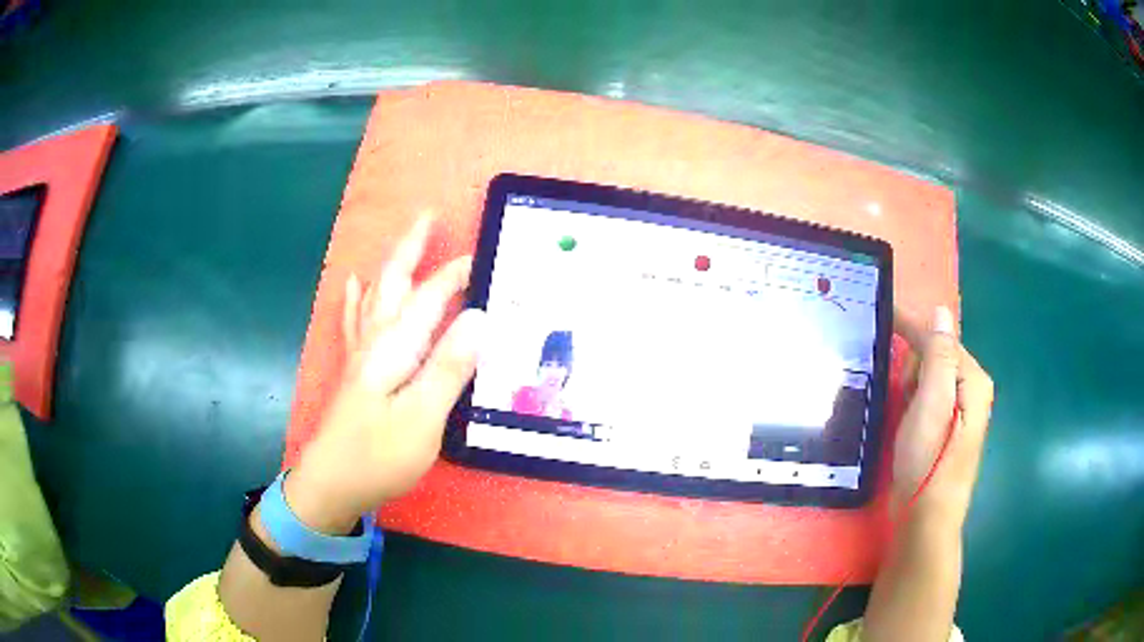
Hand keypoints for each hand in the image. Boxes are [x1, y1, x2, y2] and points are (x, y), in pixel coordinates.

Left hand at [285, 217, 484, 532]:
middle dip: (412, 248)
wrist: (332, 484)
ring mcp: (362, 356)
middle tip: (430, 217)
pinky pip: (355, 323)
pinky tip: (354, 284)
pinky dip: (356, 299)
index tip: (486, 256)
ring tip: (405, 242)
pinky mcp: (356, 372)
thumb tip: (479, 317)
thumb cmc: (378, 456)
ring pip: (376, 297)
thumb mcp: (422, 417)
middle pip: (394, 283)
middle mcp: (376, 342)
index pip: (430, 298)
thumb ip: (449, 367)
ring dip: (391, 266)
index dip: (456, 275)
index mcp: (395, 348)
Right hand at [891, 306, 993, 528]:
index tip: (883, 315)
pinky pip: (929, 396)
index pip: (941, 338)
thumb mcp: (933, 405)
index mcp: (973, 380)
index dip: (912, 328)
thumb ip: (939, 356)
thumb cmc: (928, 463)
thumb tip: (941, 311)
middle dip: (914, 366)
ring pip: (931, 376)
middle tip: (903, 397)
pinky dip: (914, 400)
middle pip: (937, 356)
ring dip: (912, 385)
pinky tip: (907, 418)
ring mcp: (961, 410)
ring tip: (903, 412)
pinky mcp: (948, 428)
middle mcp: (972, 389)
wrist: (925, 520)